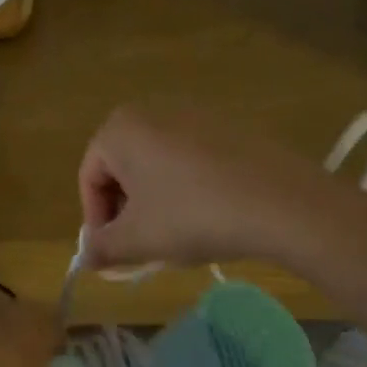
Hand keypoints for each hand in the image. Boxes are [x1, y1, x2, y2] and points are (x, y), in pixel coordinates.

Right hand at [77, 104, 338, 269]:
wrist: (279, 201)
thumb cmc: (192, 215)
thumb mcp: (137, 240)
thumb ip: (102, 247)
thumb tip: (86, 256)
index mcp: (120, 128)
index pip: (89, 177)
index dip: (96, 220)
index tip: (113, 253)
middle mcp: (152, 110)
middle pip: (122, 167)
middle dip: (126, 210)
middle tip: (142, 247)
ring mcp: (194, 114)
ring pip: (157, 164)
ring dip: (156, 201)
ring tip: (177, 236)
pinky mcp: (227, 127)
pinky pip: (191, 159)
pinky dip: (188, 187)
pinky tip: (209, 216)